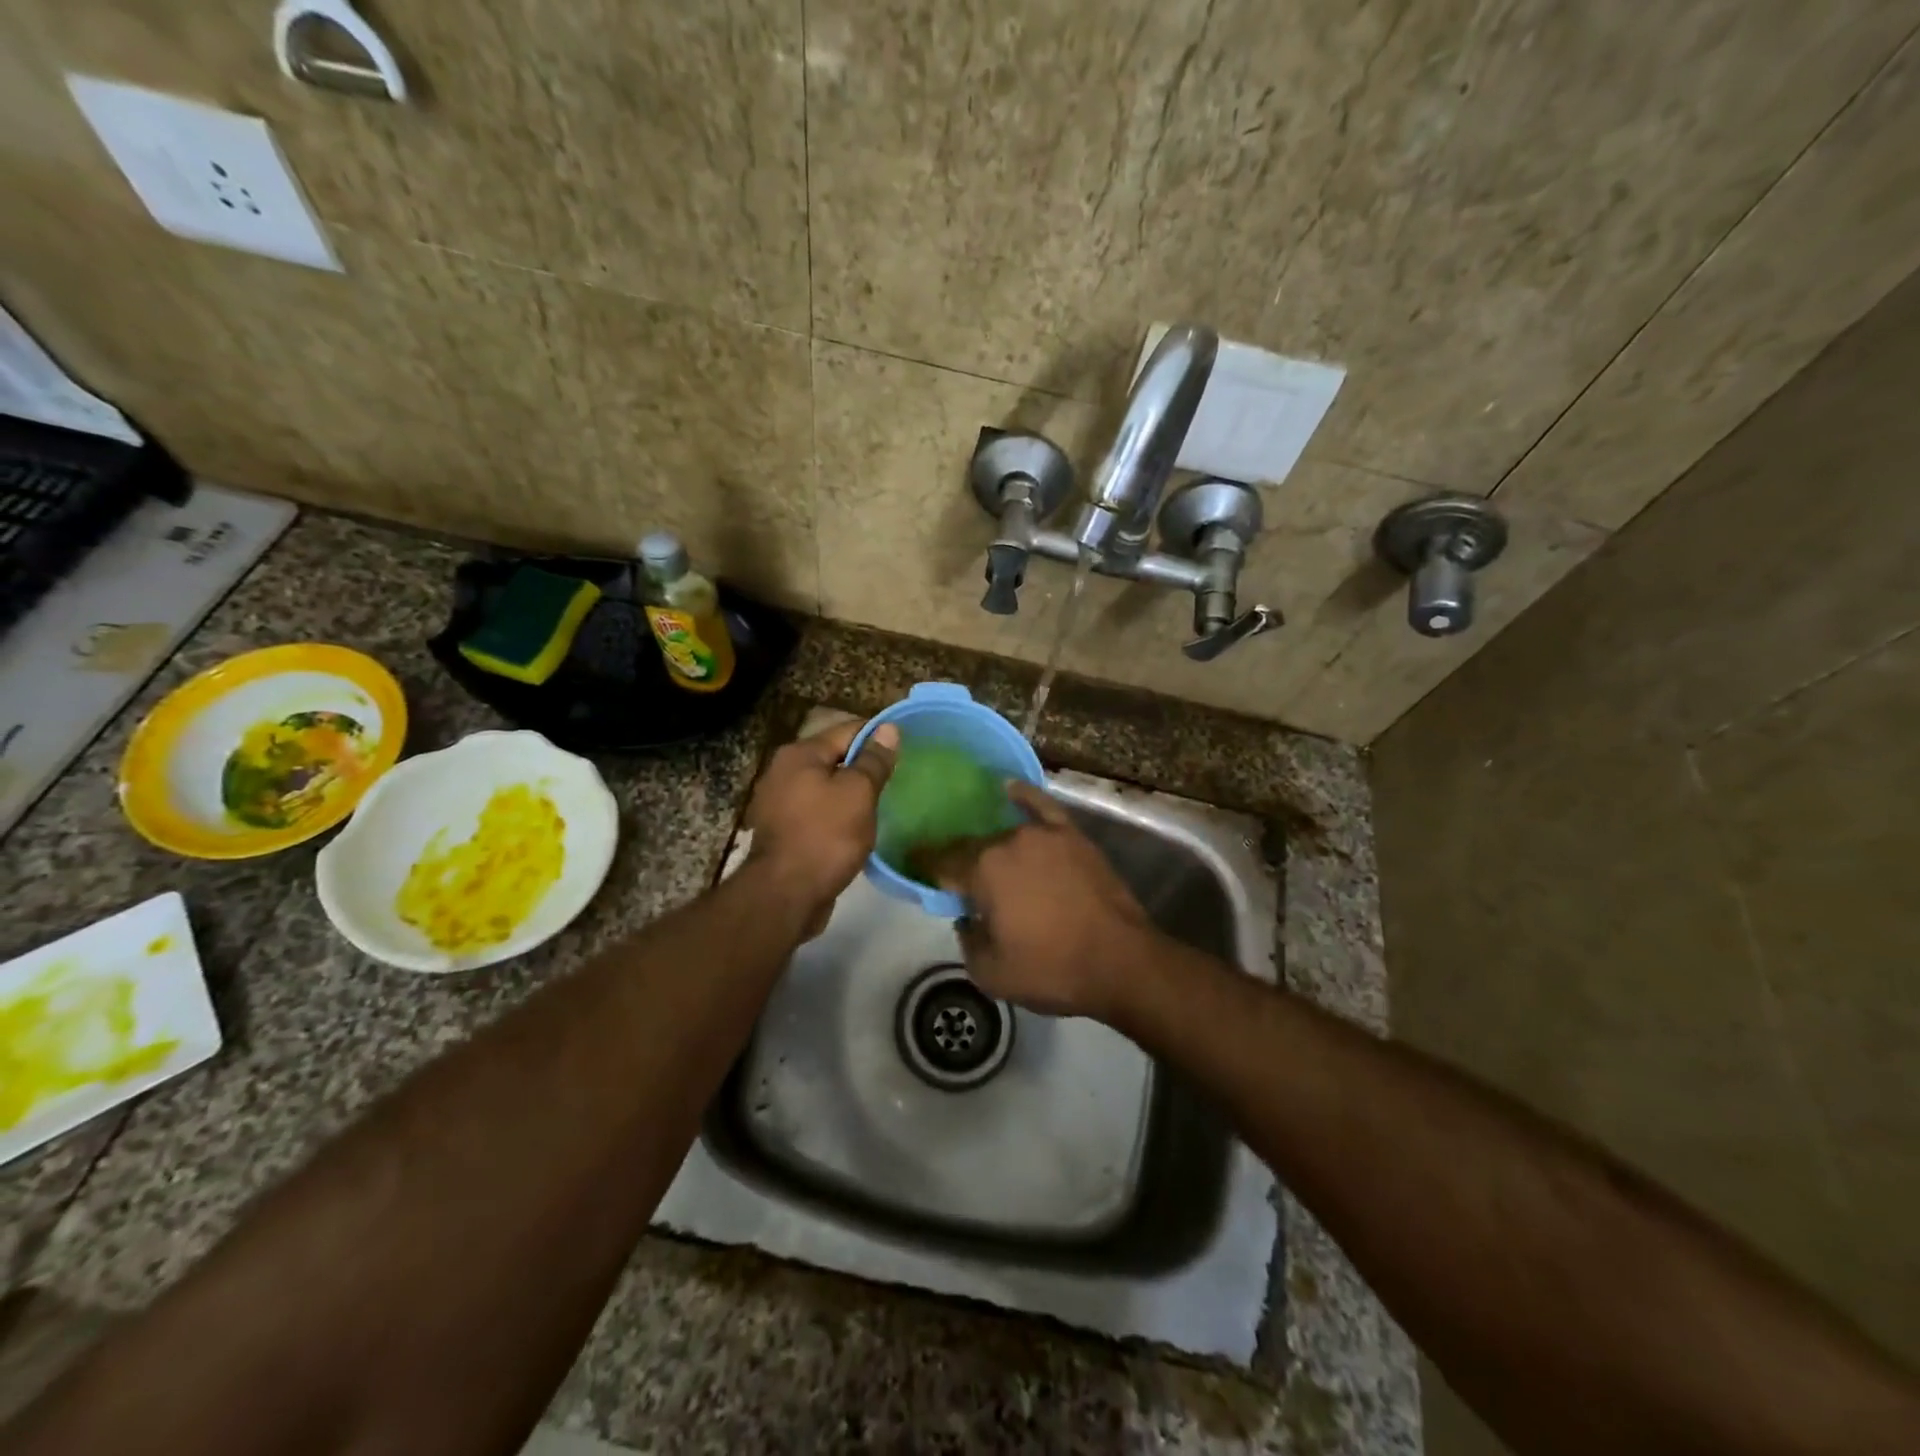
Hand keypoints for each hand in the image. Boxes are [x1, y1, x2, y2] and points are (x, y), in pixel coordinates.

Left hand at [743, 718, 897, 926]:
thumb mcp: (858, 793)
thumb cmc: (825, 836)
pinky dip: (837, 815)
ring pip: (826, 787)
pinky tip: (858, 827)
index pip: (847, 730)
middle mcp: (783, 771)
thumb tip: (888, 728)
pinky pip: (817, 812)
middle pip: (834, 758)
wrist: (785, 895)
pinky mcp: (783, 831)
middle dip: (864, 766)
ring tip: (883, 803)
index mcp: (800, 754)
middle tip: (898, 778)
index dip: (878, 737)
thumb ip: (873, 760)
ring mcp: (779, 803)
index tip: (905, 749)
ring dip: (851, 793)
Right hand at [917, 782, 1156, 1019]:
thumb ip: (966, 939)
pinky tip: (1010, 788)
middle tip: (952, 877)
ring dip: (991, 847)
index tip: (911, 864)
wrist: (1121, 961)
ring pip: (1004, 834)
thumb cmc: (1052, 970)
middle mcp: (1008, 841)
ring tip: (981, 851)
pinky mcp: (1072, 836)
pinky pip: (1042, 807)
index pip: (940, 863)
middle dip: (957, 860)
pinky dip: (1024, 796)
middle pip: (971, 847)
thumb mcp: (989, 973)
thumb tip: (966, 917)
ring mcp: (1044, 835)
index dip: (924, 865)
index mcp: (983, 870)